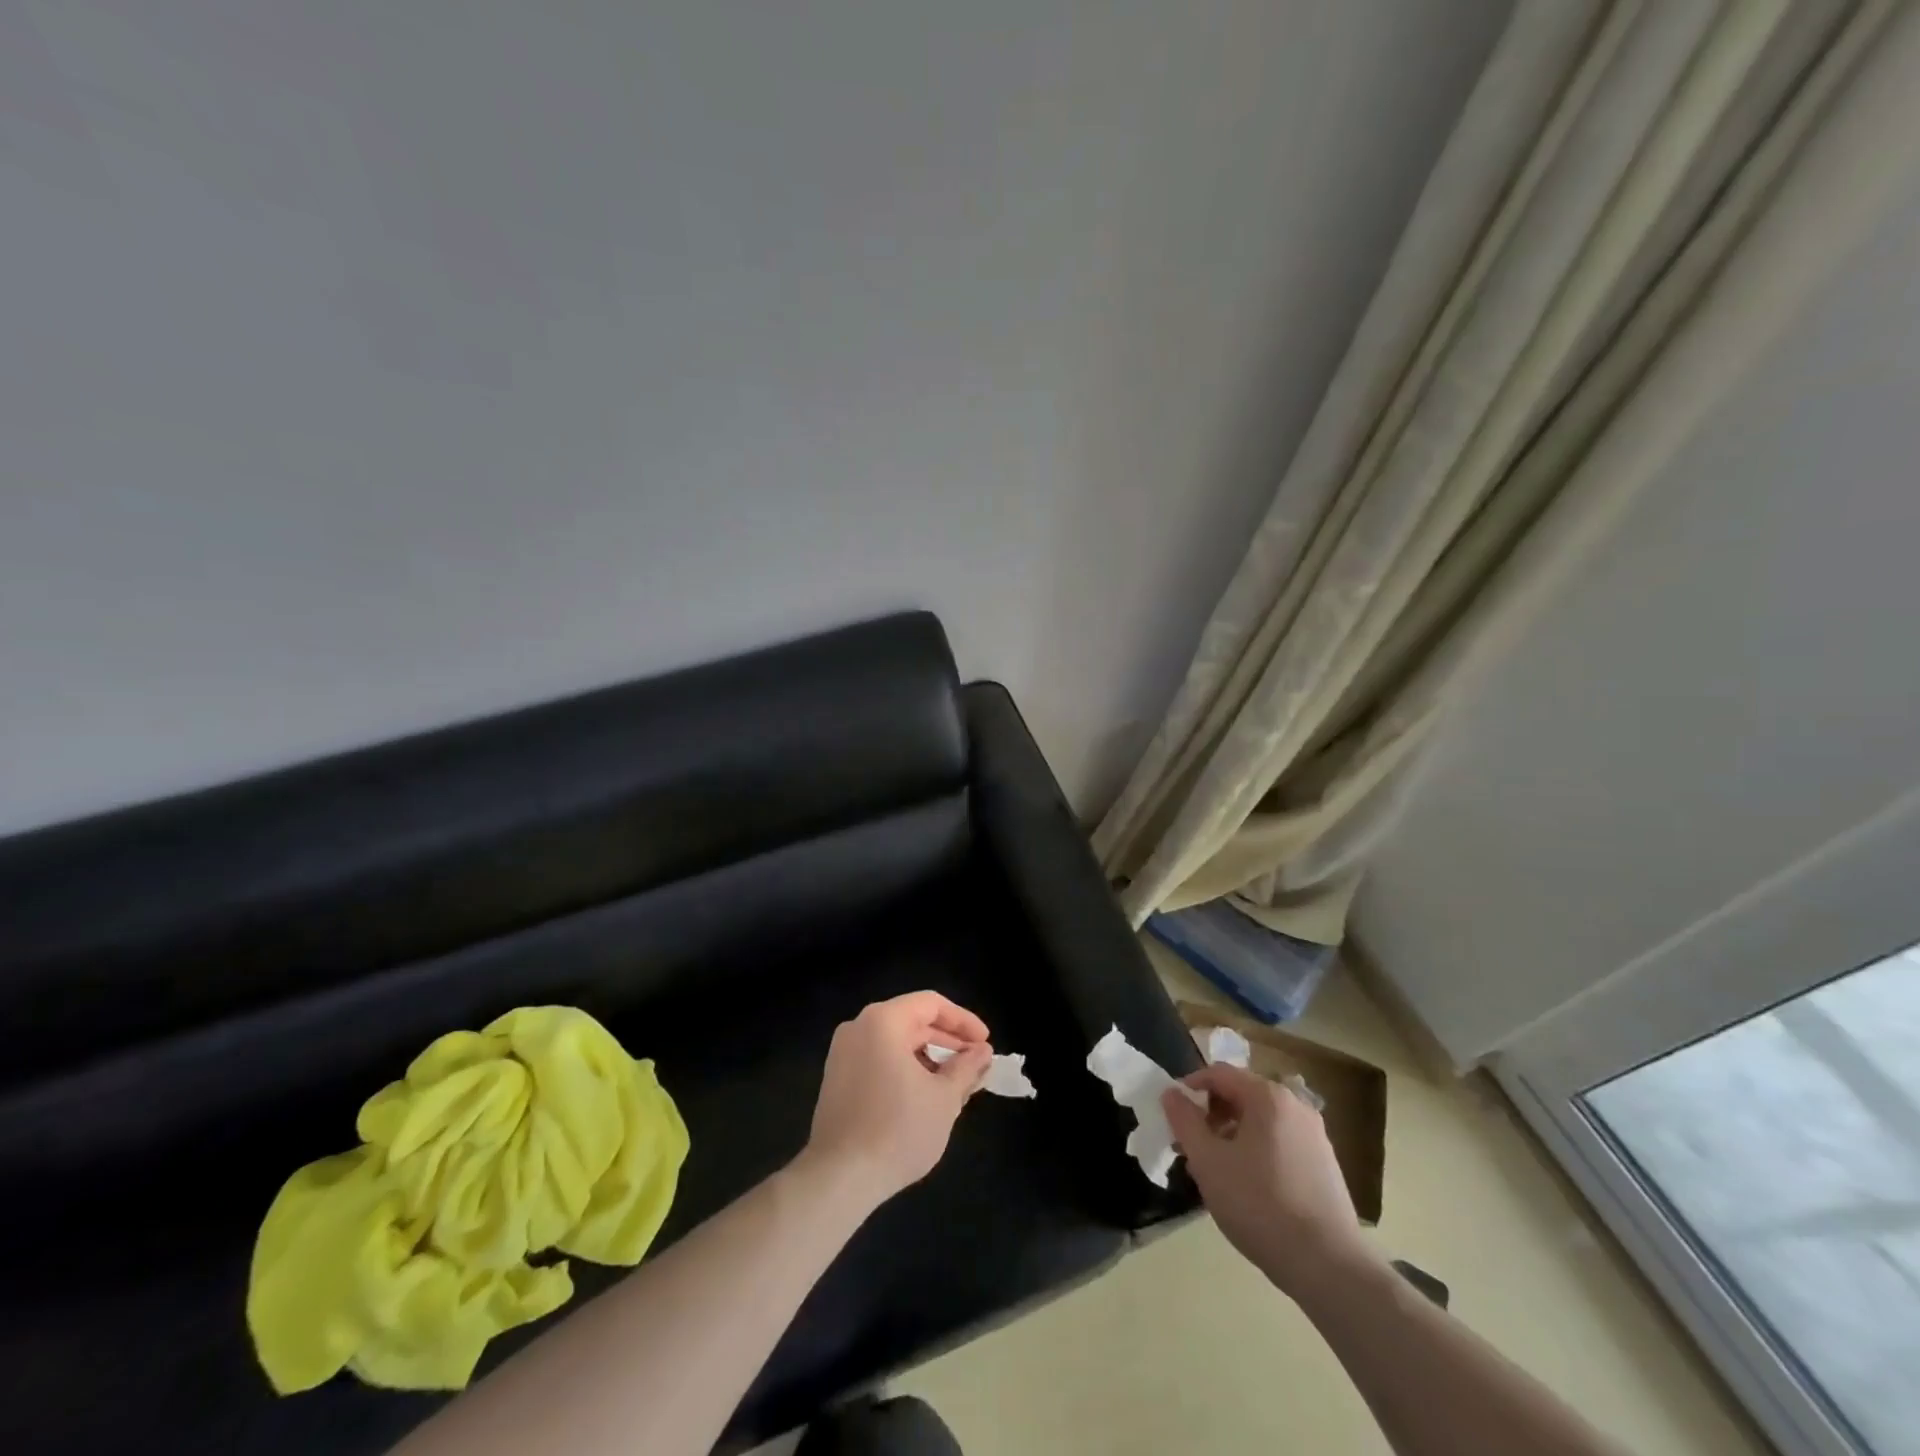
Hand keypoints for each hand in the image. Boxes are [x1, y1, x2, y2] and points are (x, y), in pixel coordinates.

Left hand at [803, 991, 992, 1207]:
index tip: (985, 1042)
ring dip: (928, 1058)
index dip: (963, 1020)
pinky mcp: (837, 1079)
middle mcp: (858, 1027)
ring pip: (895, 1042)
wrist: (839, 1178)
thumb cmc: (898, 1130)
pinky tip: (924, 1096)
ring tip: (955, 1083)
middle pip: (912, 1021)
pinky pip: (878, 1060)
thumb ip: (967, 1068)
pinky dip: (905, 1069)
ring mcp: (843, 1054)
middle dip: (947, 1041)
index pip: (931, 1004)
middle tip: (975, 1064)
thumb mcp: (944, 1098)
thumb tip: (982, 1052)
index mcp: (883, 1021)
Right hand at [1162, 1063, 1377, 1301]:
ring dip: (1232, 1135)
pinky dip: (1256, 1150)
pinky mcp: (1325, 1164)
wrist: (1327, 1265)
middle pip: (1241, 1095)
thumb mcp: (1208, 1161)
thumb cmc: (1259, 1204)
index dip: (1190, 1087)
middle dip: (1211, 1115)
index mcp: (1268, 1096)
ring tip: (1216, 1171)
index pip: (1219, 1073)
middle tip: (1192, 1147)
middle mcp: (1295, 1105)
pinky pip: (1279, 1141)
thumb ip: (1184, 1121)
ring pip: (1260, 1121)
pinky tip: (1248, 1187)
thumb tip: (1171, 1093)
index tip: (1173, 1114)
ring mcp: (1315, 1135)